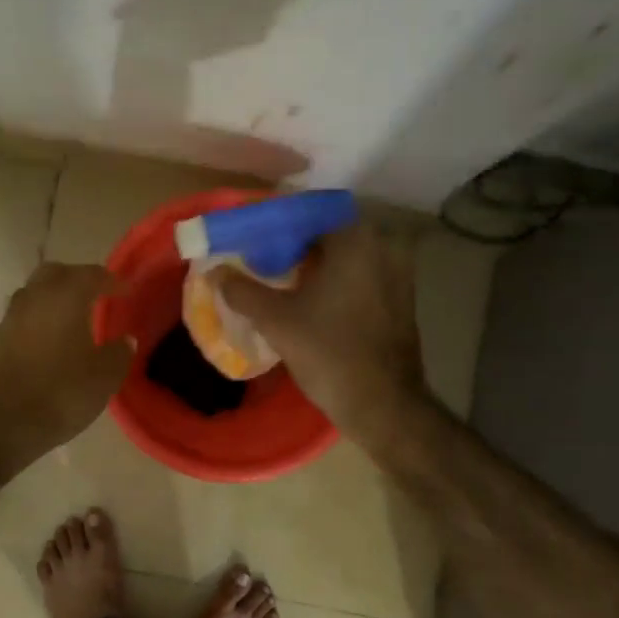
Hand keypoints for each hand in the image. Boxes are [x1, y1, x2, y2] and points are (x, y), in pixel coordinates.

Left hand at [0, 262, 132, 468]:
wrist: (2, 423)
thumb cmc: (61, 393)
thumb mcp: (104, 377)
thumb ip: (119, 353)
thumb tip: (125, 340)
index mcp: (65, 297)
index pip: (92, 275)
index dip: (113, 281)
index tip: (127, 291)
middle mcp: (35, 297)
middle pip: (57, 273)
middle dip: (79, 279)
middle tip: (98, 295)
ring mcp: (12, 317)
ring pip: (37, 292)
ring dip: (56, 297)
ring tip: (76, 317)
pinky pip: (26, 315)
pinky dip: (42, 318)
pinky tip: (54, 339)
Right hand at [219, 223, 427, 441]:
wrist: (383, 404)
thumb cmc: (329, 353)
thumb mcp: (276, 320)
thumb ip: (242, 291)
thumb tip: (215, 272)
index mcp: (355, 238)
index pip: (306, 214)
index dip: (274, 226)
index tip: (251, 242)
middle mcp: (383, 244)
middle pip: (327, 234)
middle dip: (294, 246)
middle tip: (262, 264)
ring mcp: (398, 272)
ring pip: (346, 257)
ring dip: (316, 265)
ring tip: (283, 284)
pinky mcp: (402, 298)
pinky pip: (362, 276)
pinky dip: (337, 281)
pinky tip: (313, 302)